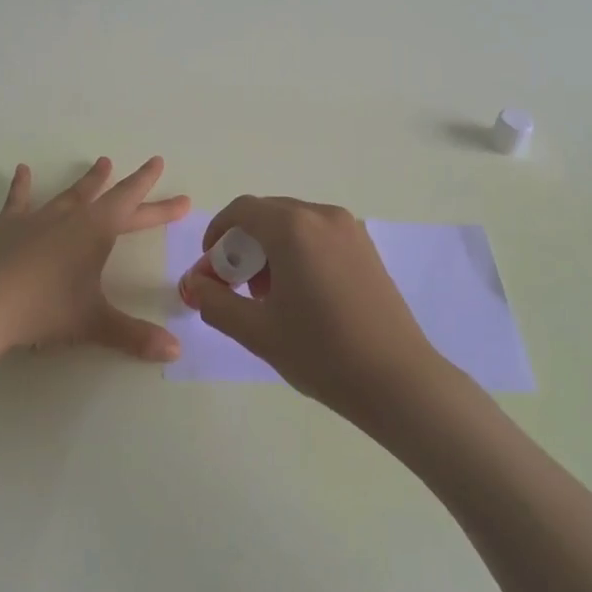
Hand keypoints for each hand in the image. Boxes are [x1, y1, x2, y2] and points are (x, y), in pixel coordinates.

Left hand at [0, 157, 189, 362]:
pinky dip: (23, 185)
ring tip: (102, 162)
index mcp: (96, 231)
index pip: (135, 208)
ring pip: (71, 193)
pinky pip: (19, 200)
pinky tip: (22, 170)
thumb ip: (135, 335)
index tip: (177, 188)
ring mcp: (38, 218)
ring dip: (89, 180)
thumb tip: (176, 351)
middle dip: (134, 184)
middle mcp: (71, 217)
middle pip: (110, 196)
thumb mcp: (94, 323)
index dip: (159, 202)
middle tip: (153, 164)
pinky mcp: (8, 226)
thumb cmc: (44, 310)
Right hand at [179, 196, 442, 423]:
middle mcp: (322, 215)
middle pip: (268, 214)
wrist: (398, 380)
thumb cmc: (321, 352)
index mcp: (293, 227)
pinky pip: (319, 235)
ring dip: (271, 248)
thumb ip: (215, 301)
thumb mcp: (257, 331)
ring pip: (295, 224)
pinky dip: (299, 251)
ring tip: (269, 295)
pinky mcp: (367, 247)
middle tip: (235, 286)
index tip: (211, 267)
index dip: (217, 233)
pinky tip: (303, 294)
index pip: (242, 210)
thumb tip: (193, 283)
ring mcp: (350, 229)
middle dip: (244, 244)